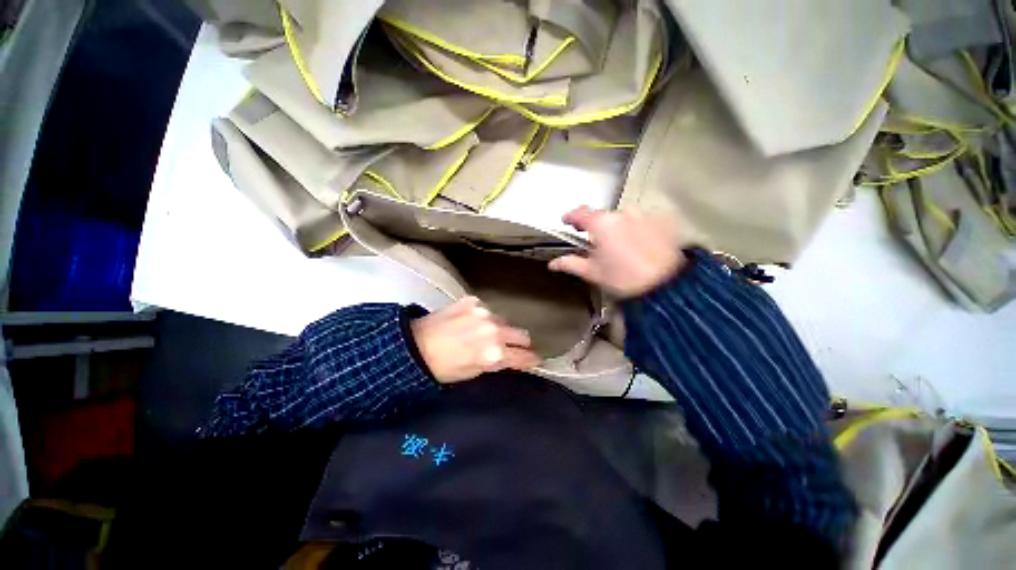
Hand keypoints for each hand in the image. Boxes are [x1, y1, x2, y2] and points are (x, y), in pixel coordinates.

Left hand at [411, 297, 539, 383]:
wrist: (414, 345)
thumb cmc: (443, 367)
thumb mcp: (474, 372)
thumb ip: (497, 363)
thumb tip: (511, 357)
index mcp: (494, 354)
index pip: (524, 356)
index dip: (531, 359)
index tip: (534, 359)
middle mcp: (494, 330)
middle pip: (522, 334)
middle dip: (520, 342)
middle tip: (513, 347)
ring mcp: (484, 312)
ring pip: (505, 320)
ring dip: (501, 328)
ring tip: (485, 334)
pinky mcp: (473, 301)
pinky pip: (488, 310)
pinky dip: (485, 318)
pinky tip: (471, 322)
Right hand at [549, 206, 685, 297]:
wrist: (667, 284)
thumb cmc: (625, 278)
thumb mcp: (593, 272)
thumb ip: (570, 264)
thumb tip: (553, 263)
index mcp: (602, 224)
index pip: (580, 213)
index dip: (570, 217)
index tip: (566, 221)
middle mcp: (623, 213)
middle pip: (602, 217)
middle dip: (596, 228)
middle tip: (595, 245)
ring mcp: (644, 215)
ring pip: (623, 219)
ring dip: (617, 229)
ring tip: (620, 249)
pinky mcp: (662, 221)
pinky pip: (642, 221)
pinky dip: (636, 230)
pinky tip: (639, 246)